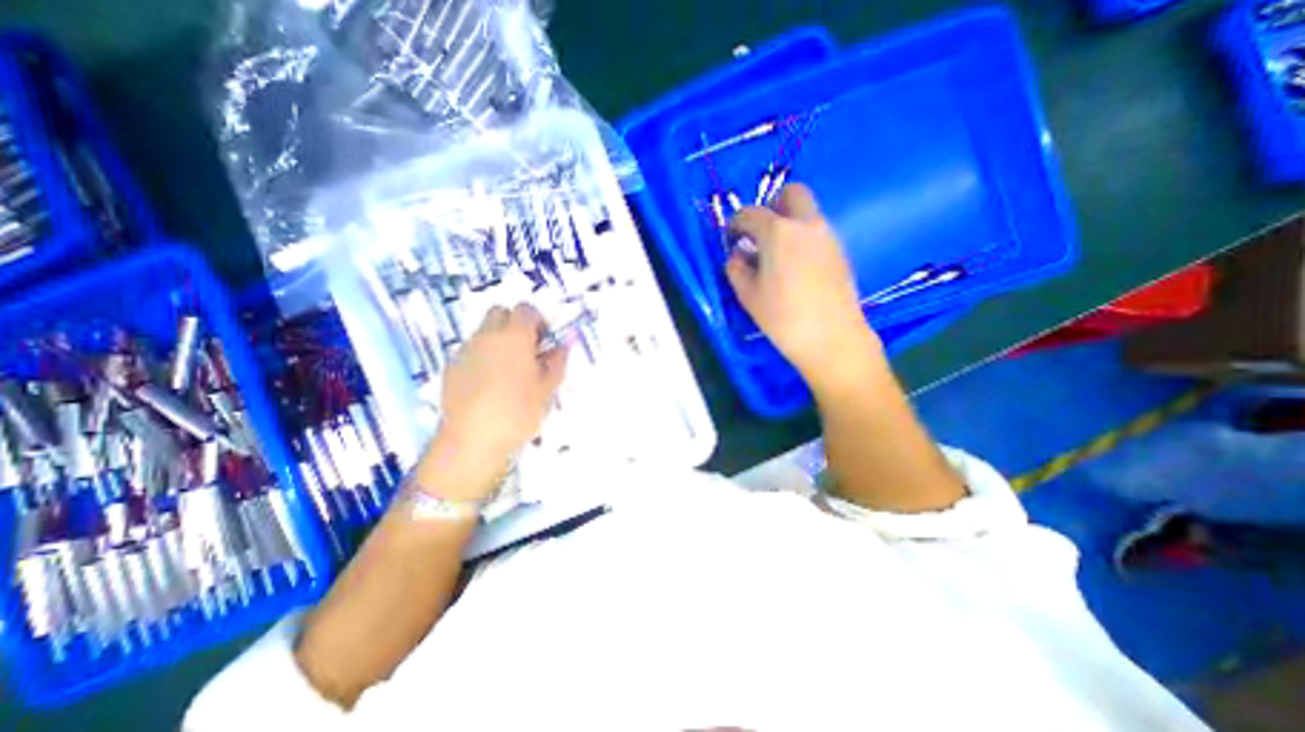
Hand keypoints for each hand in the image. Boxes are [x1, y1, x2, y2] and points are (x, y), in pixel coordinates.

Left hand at [426, 299, 569, 496]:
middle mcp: (487, 336)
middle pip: (499, 312)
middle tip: (526, 350)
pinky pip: (470, 350)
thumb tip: (561, 348)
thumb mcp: (547, 389)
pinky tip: (488, 383)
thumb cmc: (518, 411)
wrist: (473, 439)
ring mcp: (465, 350)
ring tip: (508, 369)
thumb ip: (556, 363)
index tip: (544, 341)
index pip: (525, 310)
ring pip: (483, 331)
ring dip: (498, 340)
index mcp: (514, 337)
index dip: (538, 321)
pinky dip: (482, 356)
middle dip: (514, 324)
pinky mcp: (451, 367)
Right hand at [730, 184, 880, 394]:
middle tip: (760, 232)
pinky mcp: (840, 252)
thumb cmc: (783, 317)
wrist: (832, 338)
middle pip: (792, 193)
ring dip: (789, 223)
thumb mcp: (748, 296)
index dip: (736, 223)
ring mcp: (828, 236)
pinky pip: (818, 233)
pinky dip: (803, 238)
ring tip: (776, 255)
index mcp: (778, 232)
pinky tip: (796, 268)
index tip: (732, 238)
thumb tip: (737, 256)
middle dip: (772, 204)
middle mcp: (806, 225)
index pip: (750, 213)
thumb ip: (736, 269)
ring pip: (807, 213)